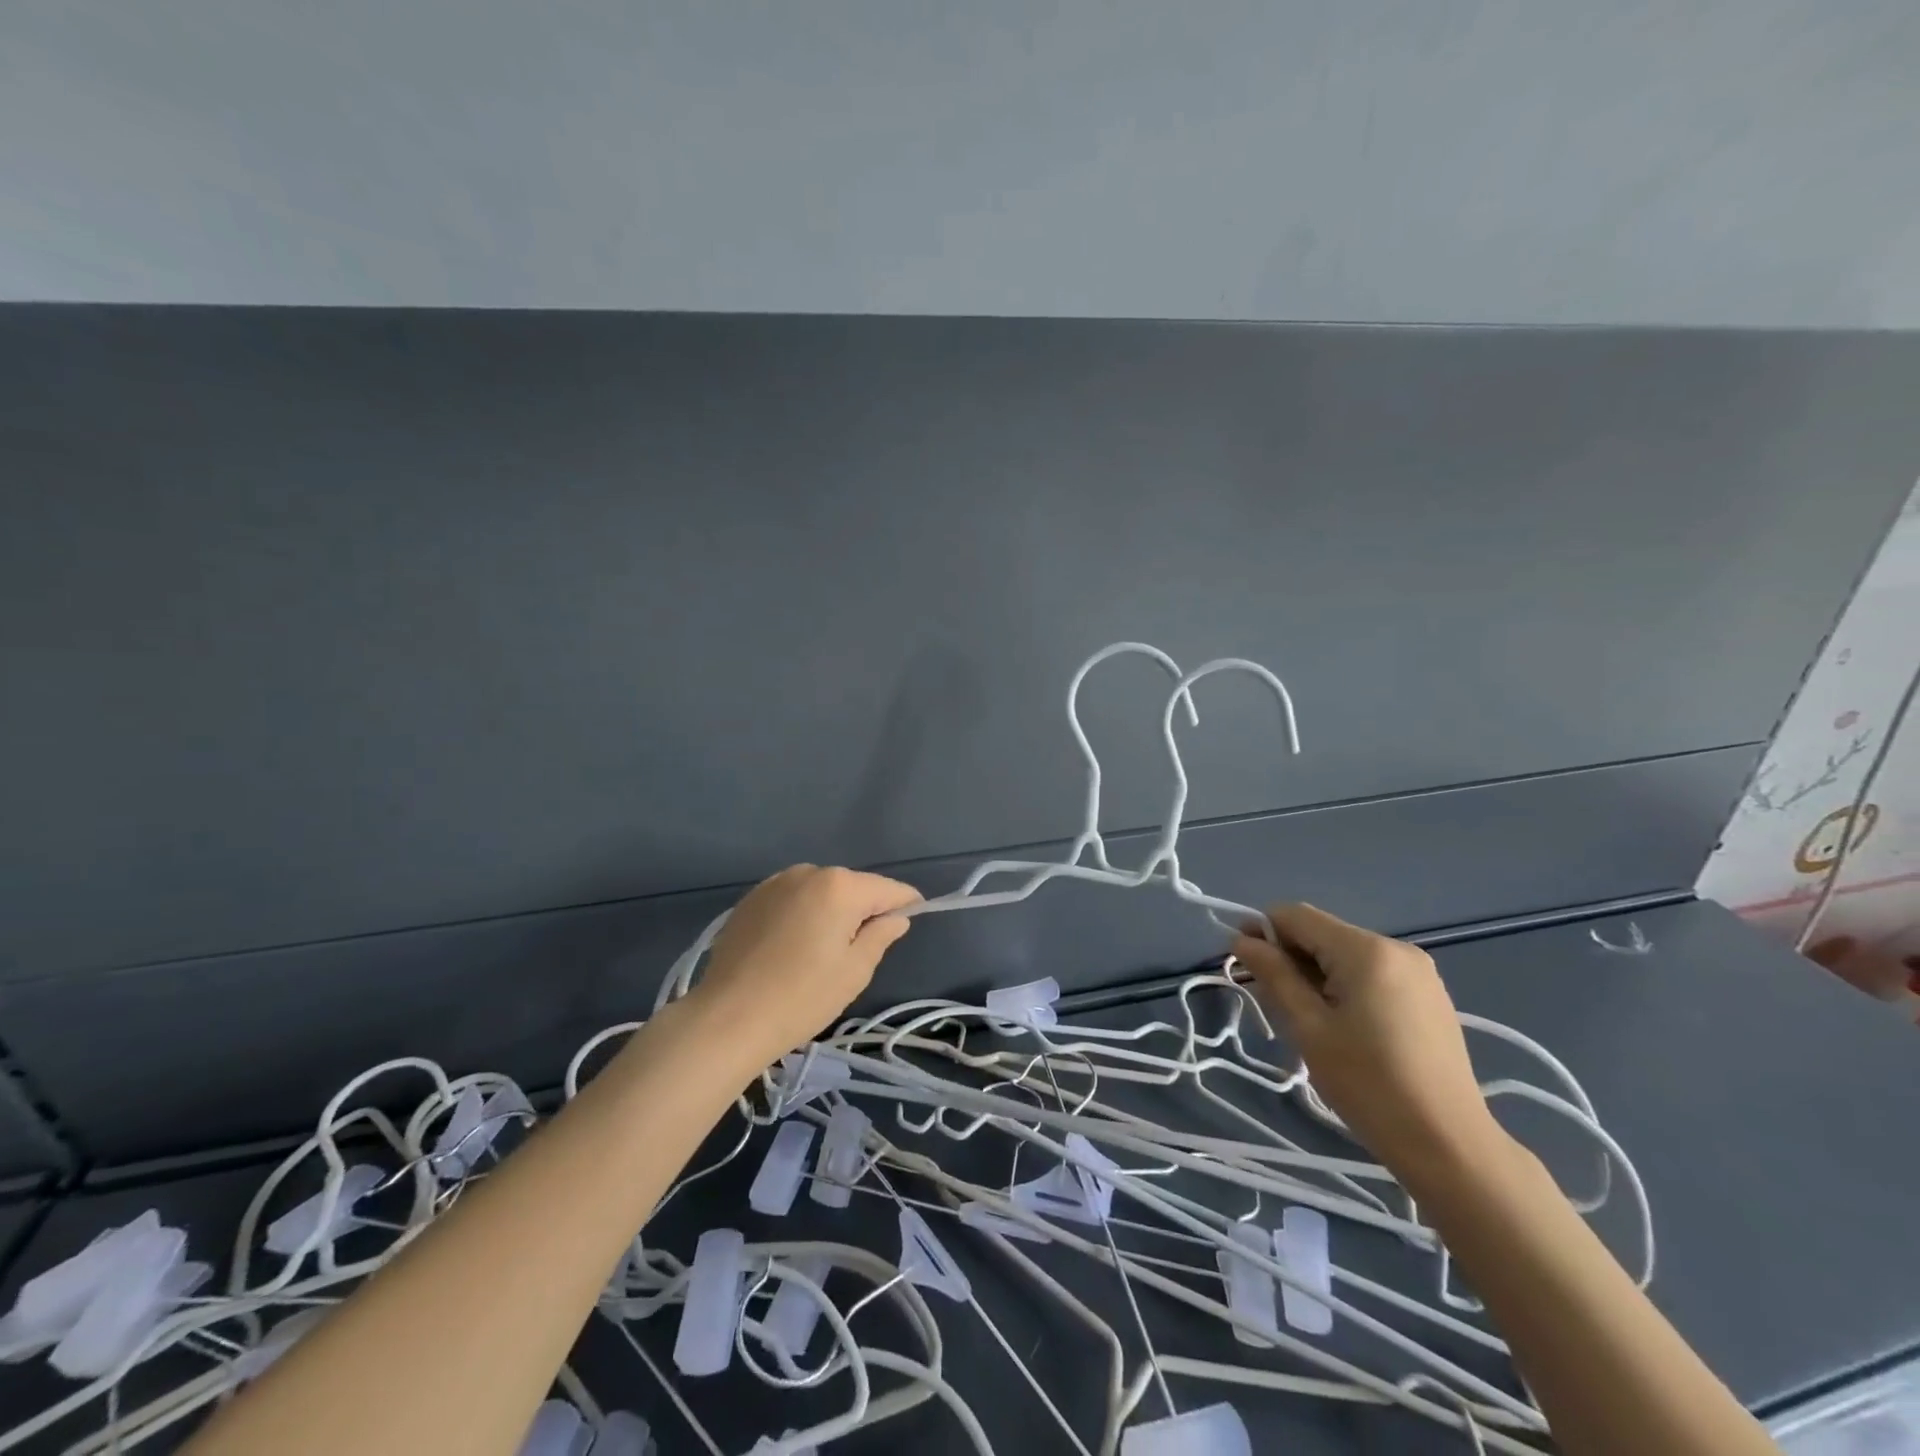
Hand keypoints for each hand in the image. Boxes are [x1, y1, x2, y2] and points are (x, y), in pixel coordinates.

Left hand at [693, 864, 920, 1060]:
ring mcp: (775, 882)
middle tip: (859, 950)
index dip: (905, 904)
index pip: (888, 888)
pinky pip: (792, 899)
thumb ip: (881, 936)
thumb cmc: (802, 997)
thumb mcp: (854, 971)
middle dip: (863, 909)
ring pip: (820, 891)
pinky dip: (801, 914)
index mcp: (840, 886)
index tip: (910, 922)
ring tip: (821, 951)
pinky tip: (791, 948)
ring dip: (830, 911)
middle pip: (852, 887)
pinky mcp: (750, 898)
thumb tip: (895, 917)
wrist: (727, 1018)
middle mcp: (809, 872)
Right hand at [1232, 904, 1502, 1183]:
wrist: (1449, 1146)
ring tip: (1302, 1016)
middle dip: (1288, 956)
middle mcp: (1396, 947)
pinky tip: (1340, 1024)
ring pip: (1345, 954)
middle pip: (1322, 933)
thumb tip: (1242, 940)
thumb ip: (1274, 975)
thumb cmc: (1369, 1085)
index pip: (1296, 916)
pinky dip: (1344, 985)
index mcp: (1366, 950)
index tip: (1241, 962)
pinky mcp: (1429, 995)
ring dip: (1315, 973)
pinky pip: (1371, 973)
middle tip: (1266, 997)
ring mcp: (1418, 971)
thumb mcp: (1309, 1028)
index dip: (1262, 930)